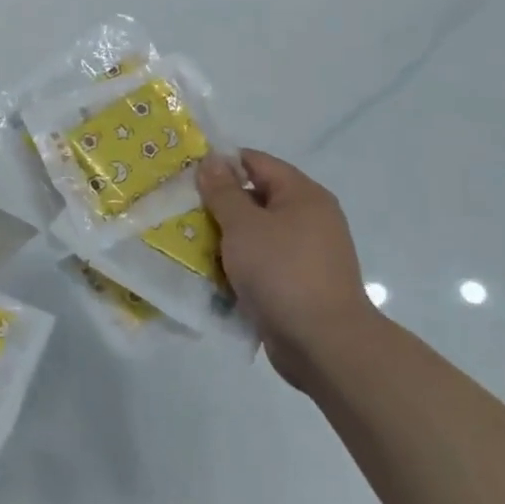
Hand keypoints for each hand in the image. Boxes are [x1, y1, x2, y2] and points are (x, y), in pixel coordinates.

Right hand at [196, 150, 374, 388]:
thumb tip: (212, 159)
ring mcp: (305, 254)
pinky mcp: (297, 284)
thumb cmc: (282, 272)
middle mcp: (309, 219)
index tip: (186, 176)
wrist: (324, 344)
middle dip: (217, 205)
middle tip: (180, 211)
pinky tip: (211, 273)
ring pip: (255, 234)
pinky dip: (238, 265)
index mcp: (303, 195)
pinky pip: (261, 264)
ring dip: (224, 238)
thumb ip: (223, 191)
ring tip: (187, 243)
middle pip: (255, 198)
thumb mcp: (244, 225)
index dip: (220, 164)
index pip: (256, 162)